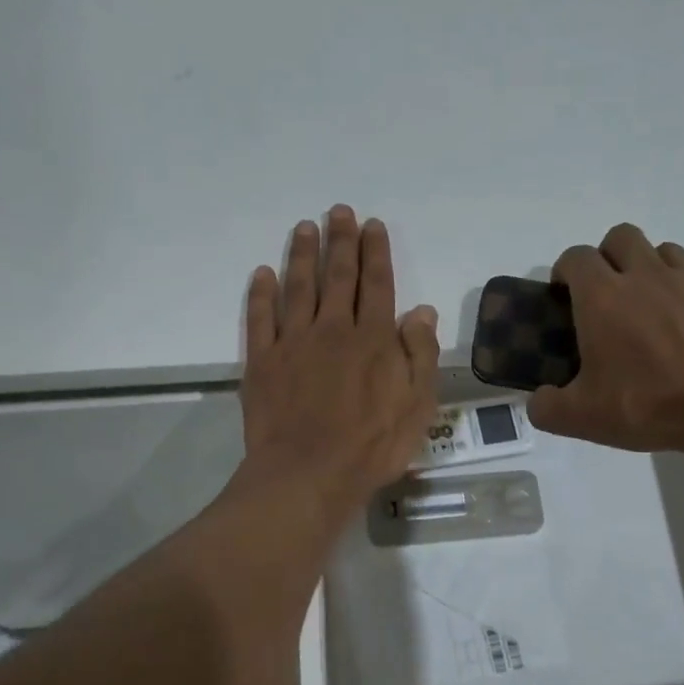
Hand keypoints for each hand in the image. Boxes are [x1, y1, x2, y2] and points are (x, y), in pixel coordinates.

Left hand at [239, 206, 440, 514]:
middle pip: (338, 276)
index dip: (375, 252)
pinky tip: (264, 274)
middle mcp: (333, 329)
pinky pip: (260, 318)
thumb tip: (423, 310)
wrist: (308, 473)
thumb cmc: (371, 445)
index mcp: (374, 339)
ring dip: (302, 255)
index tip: (372, 225)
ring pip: (299, 287)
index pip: (377, 284)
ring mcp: (293, 343)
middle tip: (338, 211)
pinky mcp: (262, 361)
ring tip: (304, 227)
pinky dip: (262, 294)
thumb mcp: (417, 406)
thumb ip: (420, 355)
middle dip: (340, 241)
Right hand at [528, 224, 683, 458]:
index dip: (564, 271)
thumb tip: (539, 401)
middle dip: (605, 256)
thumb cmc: (649, 404)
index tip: (562, 297)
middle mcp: (643, 277)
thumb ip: (547, 408)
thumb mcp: (583, 419)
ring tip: (641, 305)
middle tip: (602, 296)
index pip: (576, 258)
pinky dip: (678, 291)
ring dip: (644, 266)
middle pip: (620, 237)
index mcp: (602, 297)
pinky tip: (677, 327)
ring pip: (660, 249)